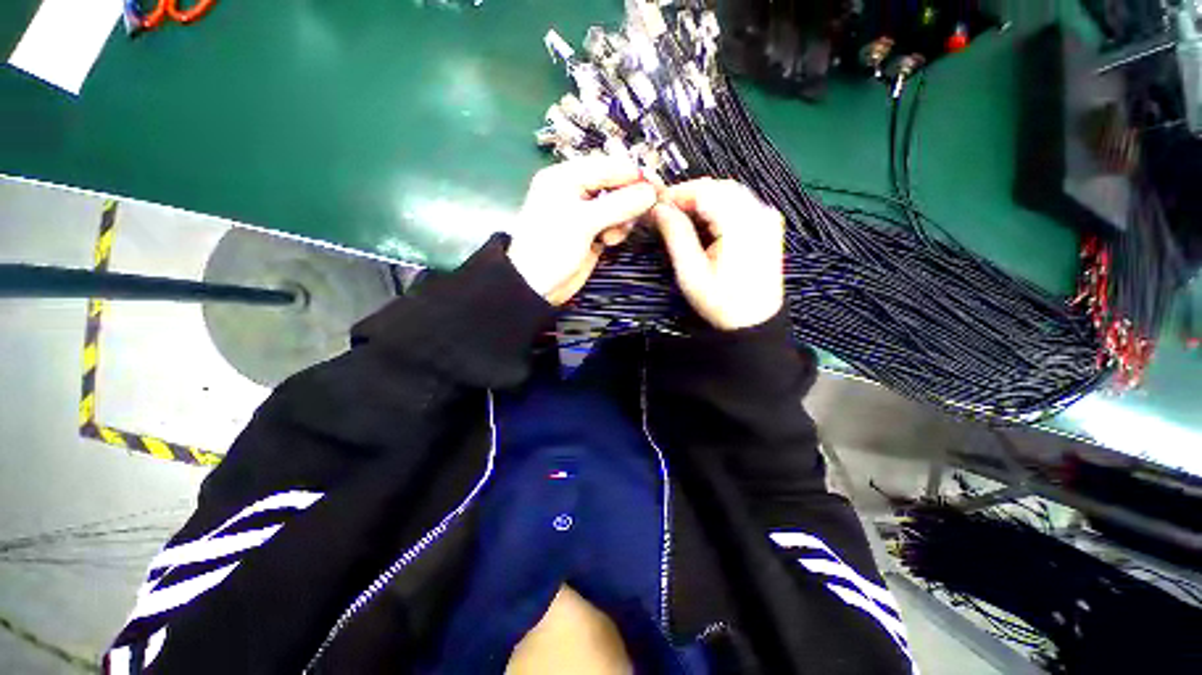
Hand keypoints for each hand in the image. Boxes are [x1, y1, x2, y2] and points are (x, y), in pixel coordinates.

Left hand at [508, 156, 657, 305]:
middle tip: (644, 211)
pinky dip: (617, 229)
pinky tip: (609, 241)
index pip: (608, 166)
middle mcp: (576, 190)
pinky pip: (614, 222)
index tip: (658, 187)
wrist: (536, 287)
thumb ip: (619, 205)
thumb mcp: (583, 223)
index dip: (634, 175)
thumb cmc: (552, 248)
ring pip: (618, 205)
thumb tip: (651, 192)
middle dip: (629, 199)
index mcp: (565, 177)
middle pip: (615, 184)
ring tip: (613, 235)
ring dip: (623, 218)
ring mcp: (585, 212)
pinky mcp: (591, 232)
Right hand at [651, 179, 784, 329]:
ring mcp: (767, 217)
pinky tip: (703, 224)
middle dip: (688, 195)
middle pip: (718, 187)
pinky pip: (739, 204)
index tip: (655, 205)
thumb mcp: (691, 273)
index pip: (705, 190)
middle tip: (664, 213)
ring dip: (702, 200)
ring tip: (680, 218)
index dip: (677, 193)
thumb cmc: (721, 302)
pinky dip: (717, 208)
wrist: (754, 323)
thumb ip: (676, 235)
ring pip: (729, 193)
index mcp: (741, 223)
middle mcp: (759, 212)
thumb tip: (658, 208)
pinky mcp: (767, 225)